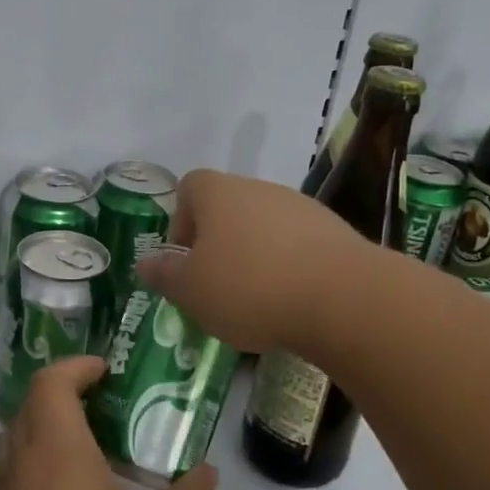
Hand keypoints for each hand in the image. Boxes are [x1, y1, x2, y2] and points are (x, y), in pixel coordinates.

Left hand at [0, 357, 216, 489]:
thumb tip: (208, 471)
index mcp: (57, 451)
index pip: (51, 383)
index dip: (77, 366)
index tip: (107, 370)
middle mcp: (21, 464)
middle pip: (29, 404)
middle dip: (63, 392)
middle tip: (104, 401)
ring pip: (14, 437)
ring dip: (44, 424)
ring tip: (87, 439)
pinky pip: (11, 470)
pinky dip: (34, 458)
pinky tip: (71, 487)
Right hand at [134, 168, 363, 353]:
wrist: (344, 298)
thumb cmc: (250, 287)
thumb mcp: (192, 291)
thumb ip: (165, 275)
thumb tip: (145, 263)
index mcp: (219, 193)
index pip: (189, 187)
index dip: (181, 221)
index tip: (186, 259)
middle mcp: (260, 189)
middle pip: (228, 207)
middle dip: (219, 243)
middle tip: (217, 286)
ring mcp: (301, 207)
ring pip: (265, 226)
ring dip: (255, 255)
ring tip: (257, 300)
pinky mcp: (336, 232)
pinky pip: (299, 245)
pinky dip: (290, 267)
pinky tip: (293, 302)